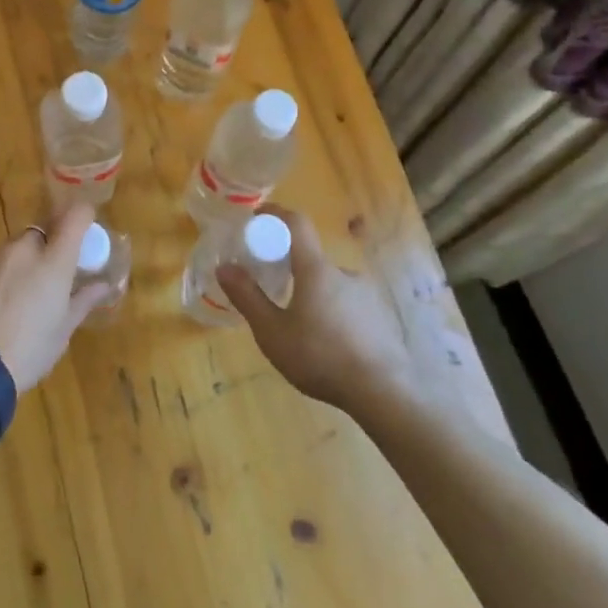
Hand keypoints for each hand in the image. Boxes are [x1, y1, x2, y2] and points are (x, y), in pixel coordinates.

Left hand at [0, 203, 113, 391]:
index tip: (86, 230)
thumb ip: (82, 301)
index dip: (83, 217)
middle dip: (48, 247)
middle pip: (40, 233)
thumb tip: (102, 285)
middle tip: (50, 278)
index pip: (75, 217)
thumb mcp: (62, 331)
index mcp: (53, 261)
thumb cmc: (28, 351)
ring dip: (21, 264)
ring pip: (12, 250)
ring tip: (19, 300)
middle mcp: (21, 250)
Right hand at [216, 205, 414, 413]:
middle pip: (310, 259)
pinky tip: (325, 344)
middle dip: (288, 268)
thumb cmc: (320, 357)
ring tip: (297, 327)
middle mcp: (344, 273)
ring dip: (311, 295)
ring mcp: (367, 295)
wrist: (383, 393)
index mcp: (316, 269)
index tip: (256, 217)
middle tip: (271, 290)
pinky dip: (331, 313)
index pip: (296, 224)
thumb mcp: (272, 332)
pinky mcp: (380, 318)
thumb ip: (247, 297)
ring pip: (329, 285)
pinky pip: (347, 305)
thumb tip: (225, 267)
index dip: (275, 214)